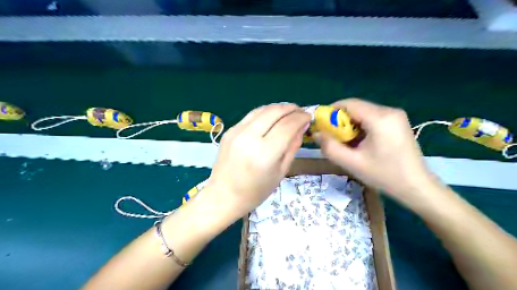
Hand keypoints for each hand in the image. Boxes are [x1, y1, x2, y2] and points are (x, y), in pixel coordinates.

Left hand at [207, 103, 310, 217]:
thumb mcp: (280, 172)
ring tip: (289, 111)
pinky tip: (272, 117)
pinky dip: (265, 113)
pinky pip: (251, 115)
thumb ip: (292, 147)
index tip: (309, 116)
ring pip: (262, 110)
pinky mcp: (230, 130)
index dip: (301, 118)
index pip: (287, 126)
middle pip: (274, 112)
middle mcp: (249, 137)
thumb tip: (302, 127)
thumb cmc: (256, 191)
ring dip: (279, 108)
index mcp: (265, 153)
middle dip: (291, 108)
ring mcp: (237, 131)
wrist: (224, 195)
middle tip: (301, 111)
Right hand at [315, 99, 434, 201]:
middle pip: (356, 107)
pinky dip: (361, 126)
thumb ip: (330, 147)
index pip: (349, 104)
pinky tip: (361, 142)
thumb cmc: (384, 175)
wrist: (416, 187)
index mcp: (380, 118)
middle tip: (332, 136)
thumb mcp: (352, 163)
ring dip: (350, 124)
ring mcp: (396, 116)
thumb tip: (316, 134)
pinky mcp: (398, 122)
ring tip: (346, 141)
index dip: (331, 111)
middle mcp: (389, 111)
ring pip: (364, 112)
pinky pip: (373, 118)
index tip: (322, 125)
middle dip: (340, 120)